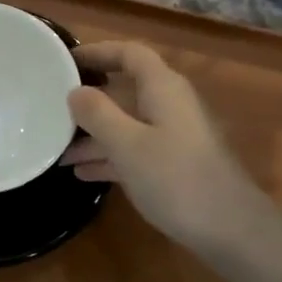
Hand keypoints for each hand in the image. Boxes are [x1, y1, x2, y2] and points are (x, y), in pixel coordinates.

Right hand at [61, 42, 273, 254]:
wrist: (230, 229)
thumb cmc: (176, 178)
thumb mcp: (128, 144)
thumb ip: (98, 114)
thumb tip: (75, 91)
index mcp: (163, 88)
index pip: (129, 54)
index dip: (98, 52)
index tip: (64, 61)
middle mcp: (169, 105)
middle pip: (124, 91)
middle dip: (88, 102)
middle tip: (50, 111)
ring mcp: (173, 137)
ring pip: (126, 124)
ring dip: (94, 136)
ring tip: (57, 150)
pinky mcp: (174, 166)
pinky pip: (134, 151)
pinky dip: (109, 157)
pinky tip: (82, 174)